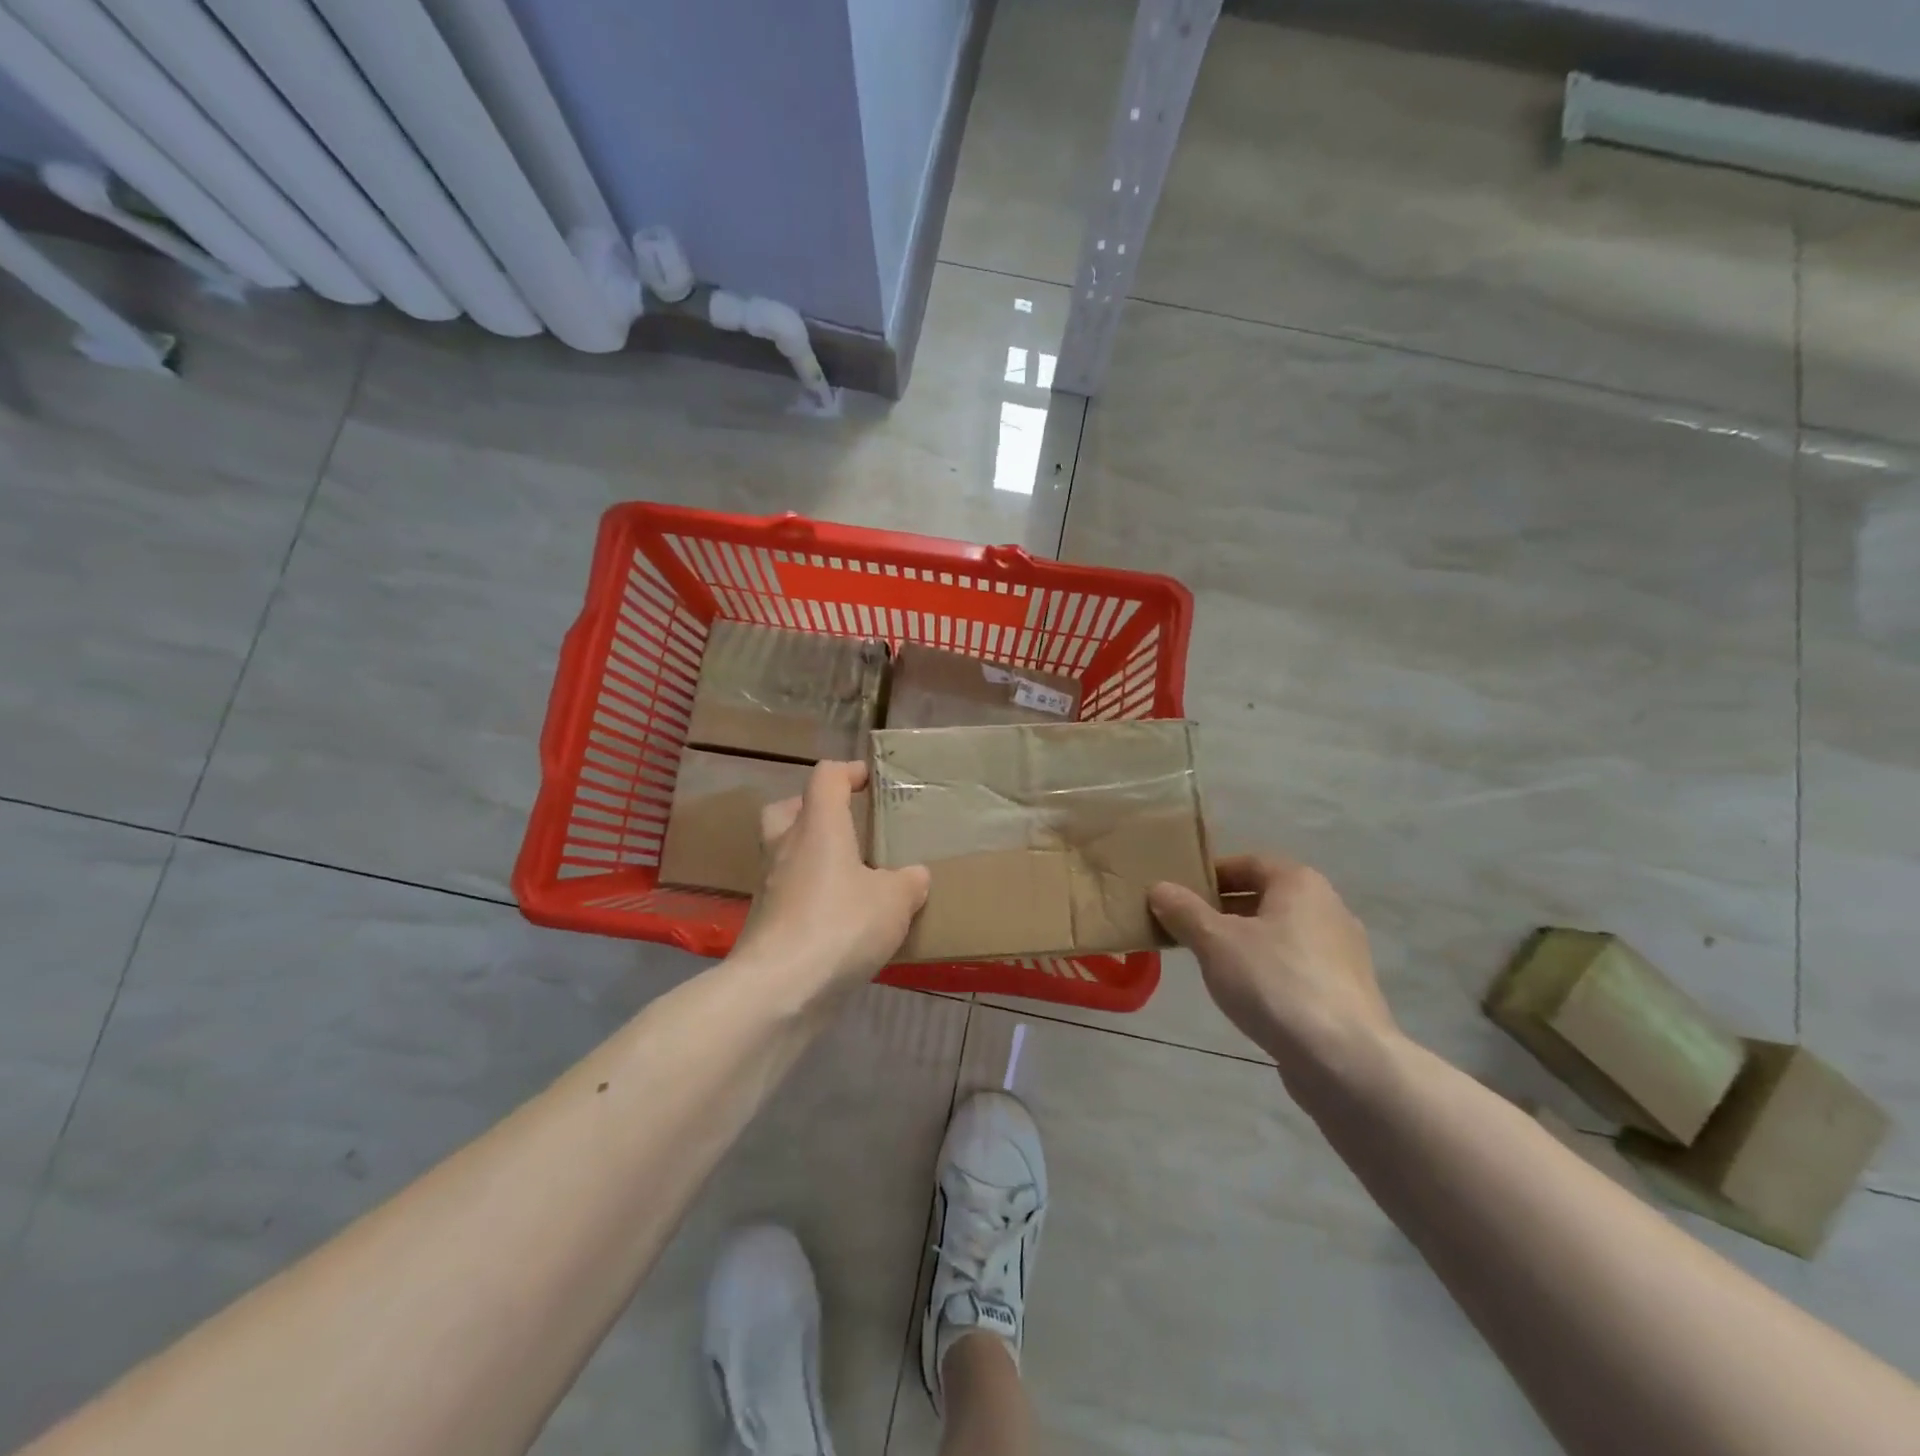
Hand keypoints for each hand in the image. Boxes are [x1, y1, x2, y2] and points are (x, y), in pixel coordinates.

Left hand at [733, 761, 929, 1001]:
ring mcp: (768, 886)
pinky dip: (810, 896)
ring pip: (784, 854)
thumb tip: (914, 876)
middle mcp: (786, 847)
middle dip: (813, 809)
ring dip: (811, 856)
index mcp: (818, 826)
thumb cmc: (840, 926)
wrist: (778, 989)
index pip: (826, 777)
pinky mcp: (764, 923)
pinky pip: (788, 894)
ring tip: (850, 877)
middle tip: (844, 825)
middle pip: (788, 809)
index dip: (849, 772)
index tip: (870, 780)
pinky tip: (839, 919)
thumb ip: (908, 882)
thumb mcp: (894, 902)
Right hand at [1149, 854, 1398, 1085]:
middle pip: (1264, 897)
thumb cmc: (1275, 982)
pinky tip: (1246, 993)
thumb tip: (1160, 888)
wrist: (1345, 1059)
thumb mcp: (1215, 942)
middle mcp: (1328, 907)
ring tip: (1209, 961)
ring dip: (1244, 940)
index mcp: (1300, 883)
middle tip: (1185, 926)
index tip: (1178, 893)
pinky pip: (1295, 964)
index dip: (1210, 874)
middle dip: (1223, 909)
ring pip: (1280, 933)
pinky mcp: (1345, 990)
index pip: (1248, 863)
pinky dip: (1267, 968)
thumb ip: (1184, 911)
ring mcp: (1342, 951)